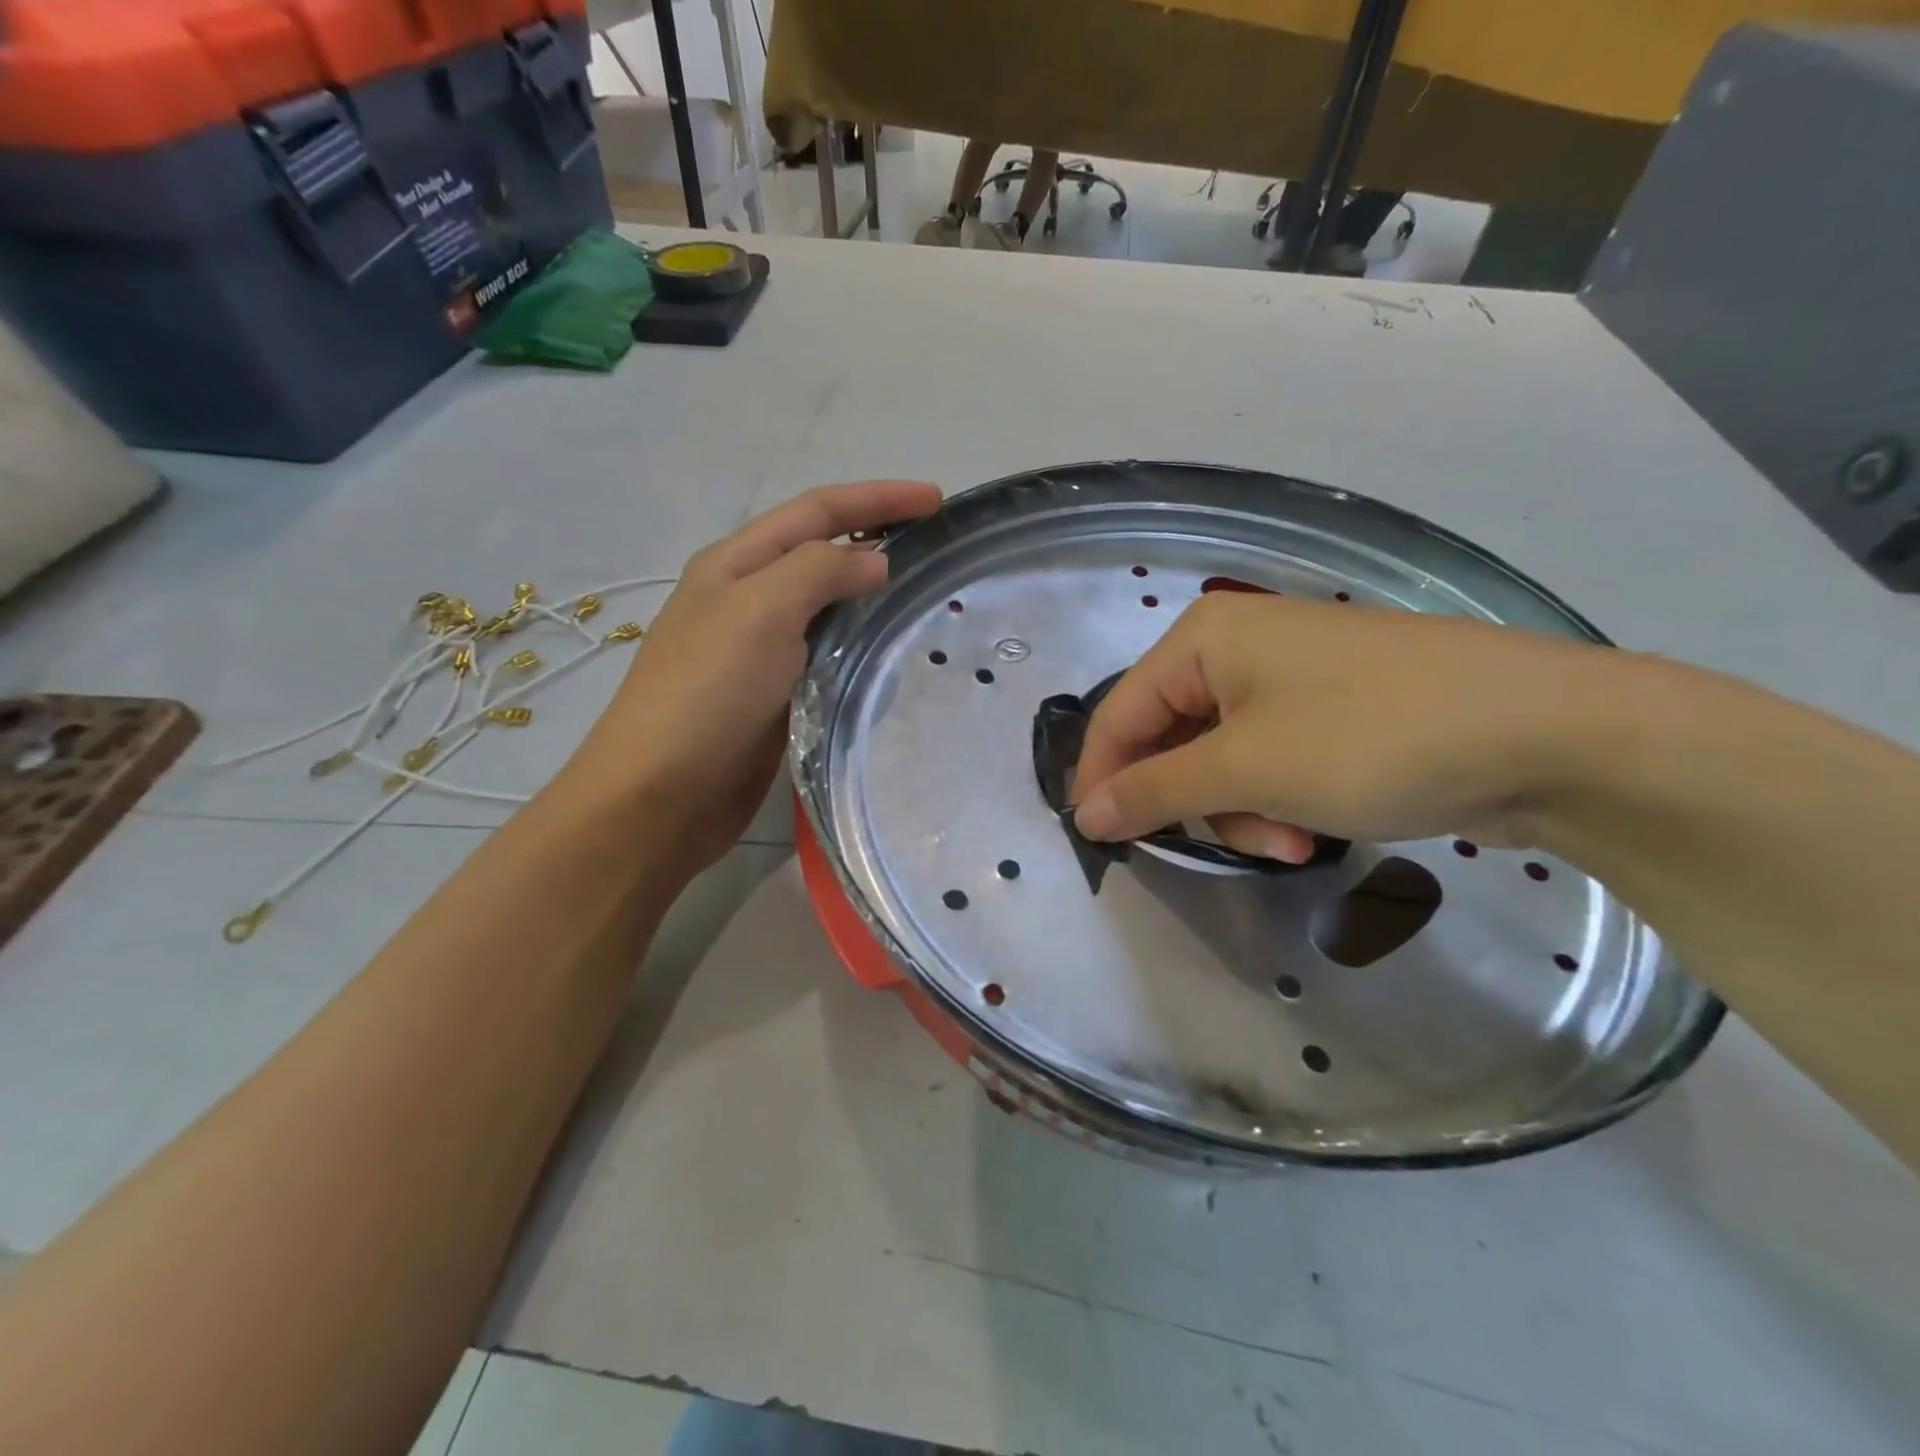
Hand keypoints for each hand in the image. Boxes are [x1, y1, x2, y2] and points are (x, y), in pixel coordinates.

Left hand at [567, 480, 941, 868]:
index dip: (876, 499)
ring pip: (828, 608)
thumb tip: (875, 563)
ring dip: (872, 595)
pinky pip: (828, 657)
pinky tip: (892, 655)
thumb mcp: (760, 612)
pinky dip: (862, 647)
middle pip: (822, 553)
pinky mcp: (777, 697)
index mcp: (736, 564)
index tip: (937, 500)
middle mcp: (748, 599)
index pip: (816, 512)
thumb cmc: (706, 694)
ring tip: (926, 596)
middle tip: (937, 547)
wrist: (659, 797)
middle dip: (877, 539)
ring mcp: (761, 651)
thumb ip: (819, 573)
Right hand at [1072, 593, 1615, 858]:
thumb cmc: (1371, 738)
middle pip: (1171, 738)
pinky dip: (1278, 798)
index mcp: (1204, 640)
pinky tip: (1314, 826)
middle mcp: (1238, 647)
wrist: (1550, 734)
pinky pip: (1269, 758)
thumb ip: (1154, 791)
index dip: (1101, 779)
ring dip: (1241, 809)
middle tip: (1224, 843)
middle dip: (1194, 801)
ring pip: (1221, 758)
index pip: (1119, 714)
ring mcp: (1290, 676)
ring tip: (1291, 841)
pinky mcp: (1332, 707)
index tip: (1097, 841)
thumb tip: (1085, 813)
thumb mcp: (1247, 770)